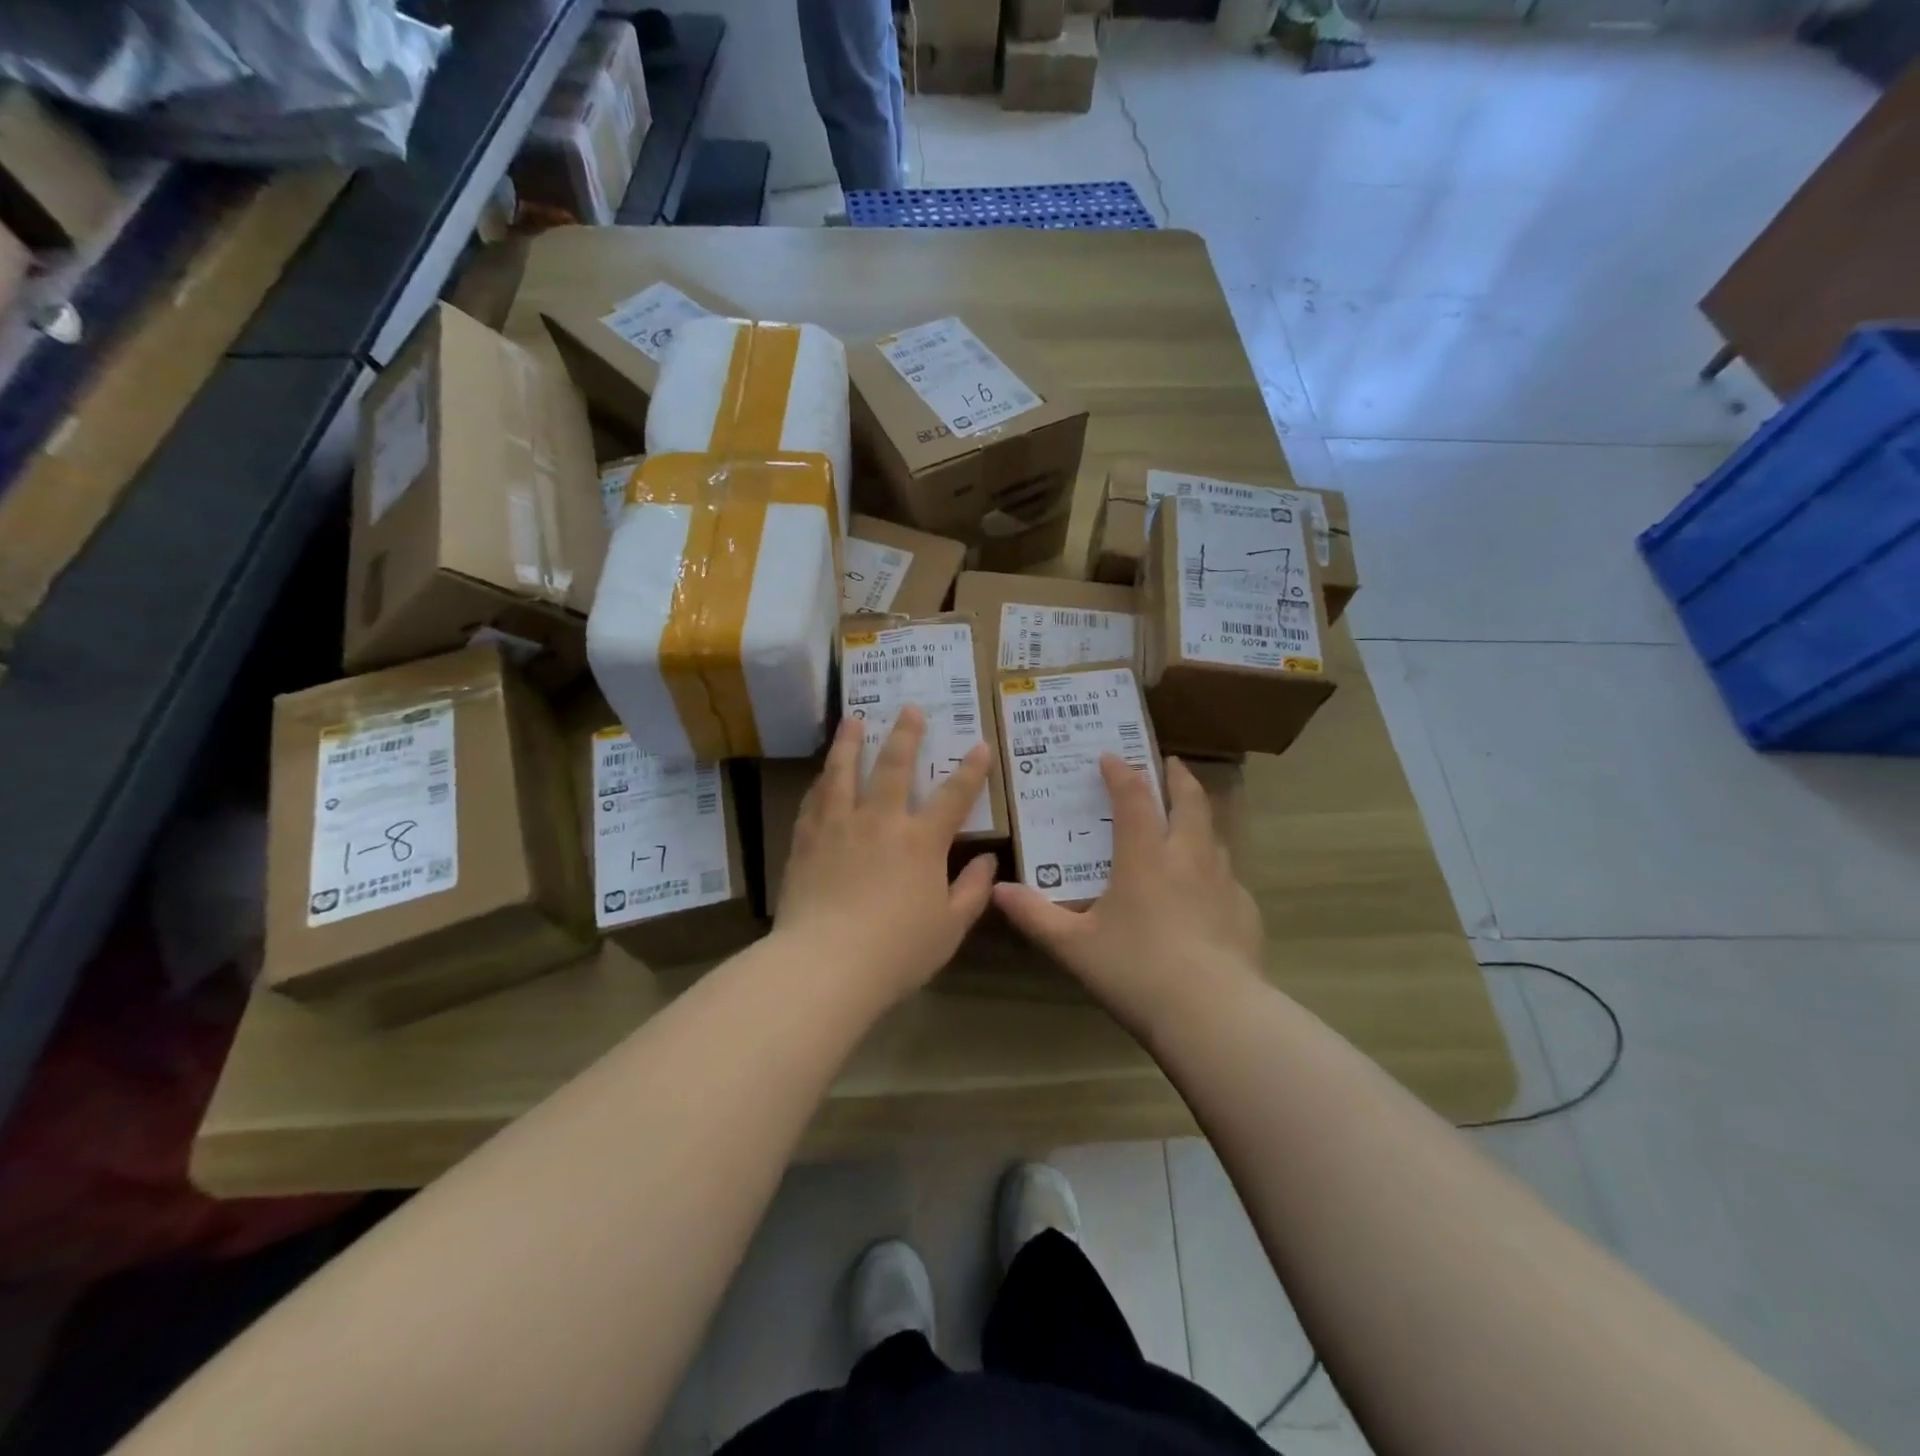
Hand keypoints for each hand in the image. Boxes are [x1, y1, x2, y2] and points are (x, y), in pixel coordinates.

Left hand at [775, 708, 997, 1004]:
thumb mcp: (950, 928)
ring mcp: (839, 826)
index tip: (978, 745)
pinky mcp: (806, 840)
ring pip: (844, 772)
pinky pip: (814, 800)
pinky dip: (821, 782)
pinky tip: (821, 775)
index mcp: (921, 842)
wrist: (826, 964)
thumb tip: (988, 860)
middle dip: (906, 735)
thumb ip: (972, 891)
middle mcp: (881, 821)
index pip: (954, 796)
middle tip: (909, 708)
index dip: (970, 770)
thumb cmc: (897, 951)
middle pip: (894, 767)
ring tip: (853, 720)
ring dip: (850, 742)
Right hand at [993, 755, 1263, 1036]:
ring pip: (1215, 836)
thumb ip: (1035, 915)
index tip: (1110, 756)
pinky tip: (1208, 892)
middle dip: (1178, 778)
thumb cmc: (1135, 971)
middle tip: (1170, 764)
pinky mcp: (1245, 912)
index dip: (1121, 773)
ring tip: (1189, 821)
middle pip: (1189, 802)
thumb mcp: (1073, 946)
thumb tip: (998, 890)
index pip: (1133, 798)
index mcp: (1145, 858)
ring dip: (1200, 819)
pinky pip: (1229, 878)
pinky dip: (1215, 870)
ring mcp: (1223, 884)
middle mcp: (1188, 858)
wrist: (1212, 1014)